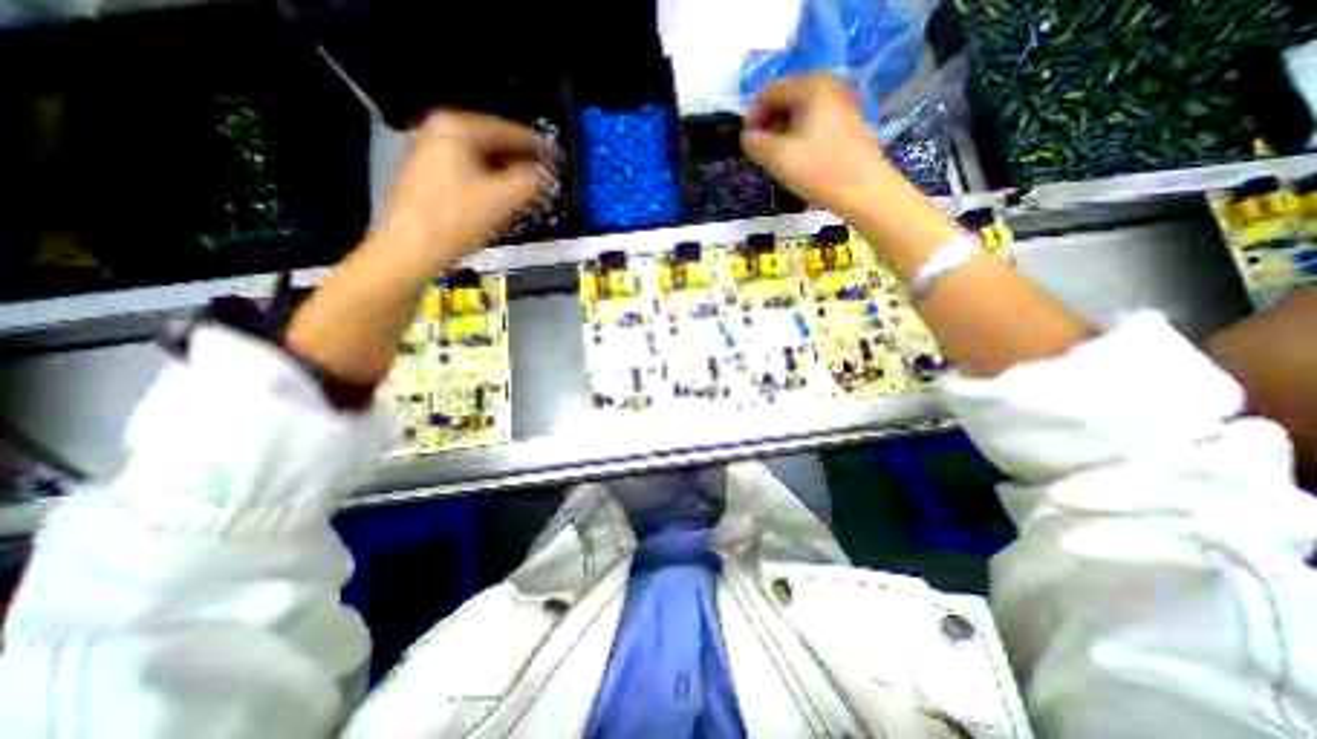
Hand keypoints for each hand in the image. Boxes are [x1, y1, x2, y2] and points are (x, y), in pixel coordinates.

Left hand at [371, 113, 559, 275]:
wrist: (410, 249)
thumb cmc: (458, 219)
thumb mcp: (503, 199)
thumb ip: (532, 181)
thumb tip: (547, 174)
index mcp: (456, 127)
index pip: (508, 131)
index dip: (537, 146)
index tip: (558, 159)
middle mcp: (438, 130)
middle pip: (492, 142)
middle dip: (520, 161)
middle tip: (544, 177)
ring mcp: (427, 151)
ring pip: (479, 158)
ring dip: (505, 173)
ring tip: (526, 189)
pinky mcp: (424, 173)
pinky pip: (466, 169)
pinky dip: (487, 180)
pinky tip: (498, 197)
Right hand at [741, 72, 905, 217]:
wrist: (863, 189)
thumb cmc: (817, 170)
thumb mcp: (776, 157)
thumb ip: (754, 143)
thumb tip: (747, 137)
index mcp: (810, 86)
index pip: (769, 91)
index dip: (752, 116)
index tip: (746, 142)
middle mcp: (828, 85)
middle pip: (786, 98)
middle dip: (767, 124)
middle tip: (759, 151)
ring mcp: (841, 102)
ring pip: (800, 111)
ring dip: (781, 131)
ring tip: (775, 158)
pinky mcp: (848, 122)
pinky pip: (814, 121)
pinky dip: (798, 135)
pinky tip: (796, 158)